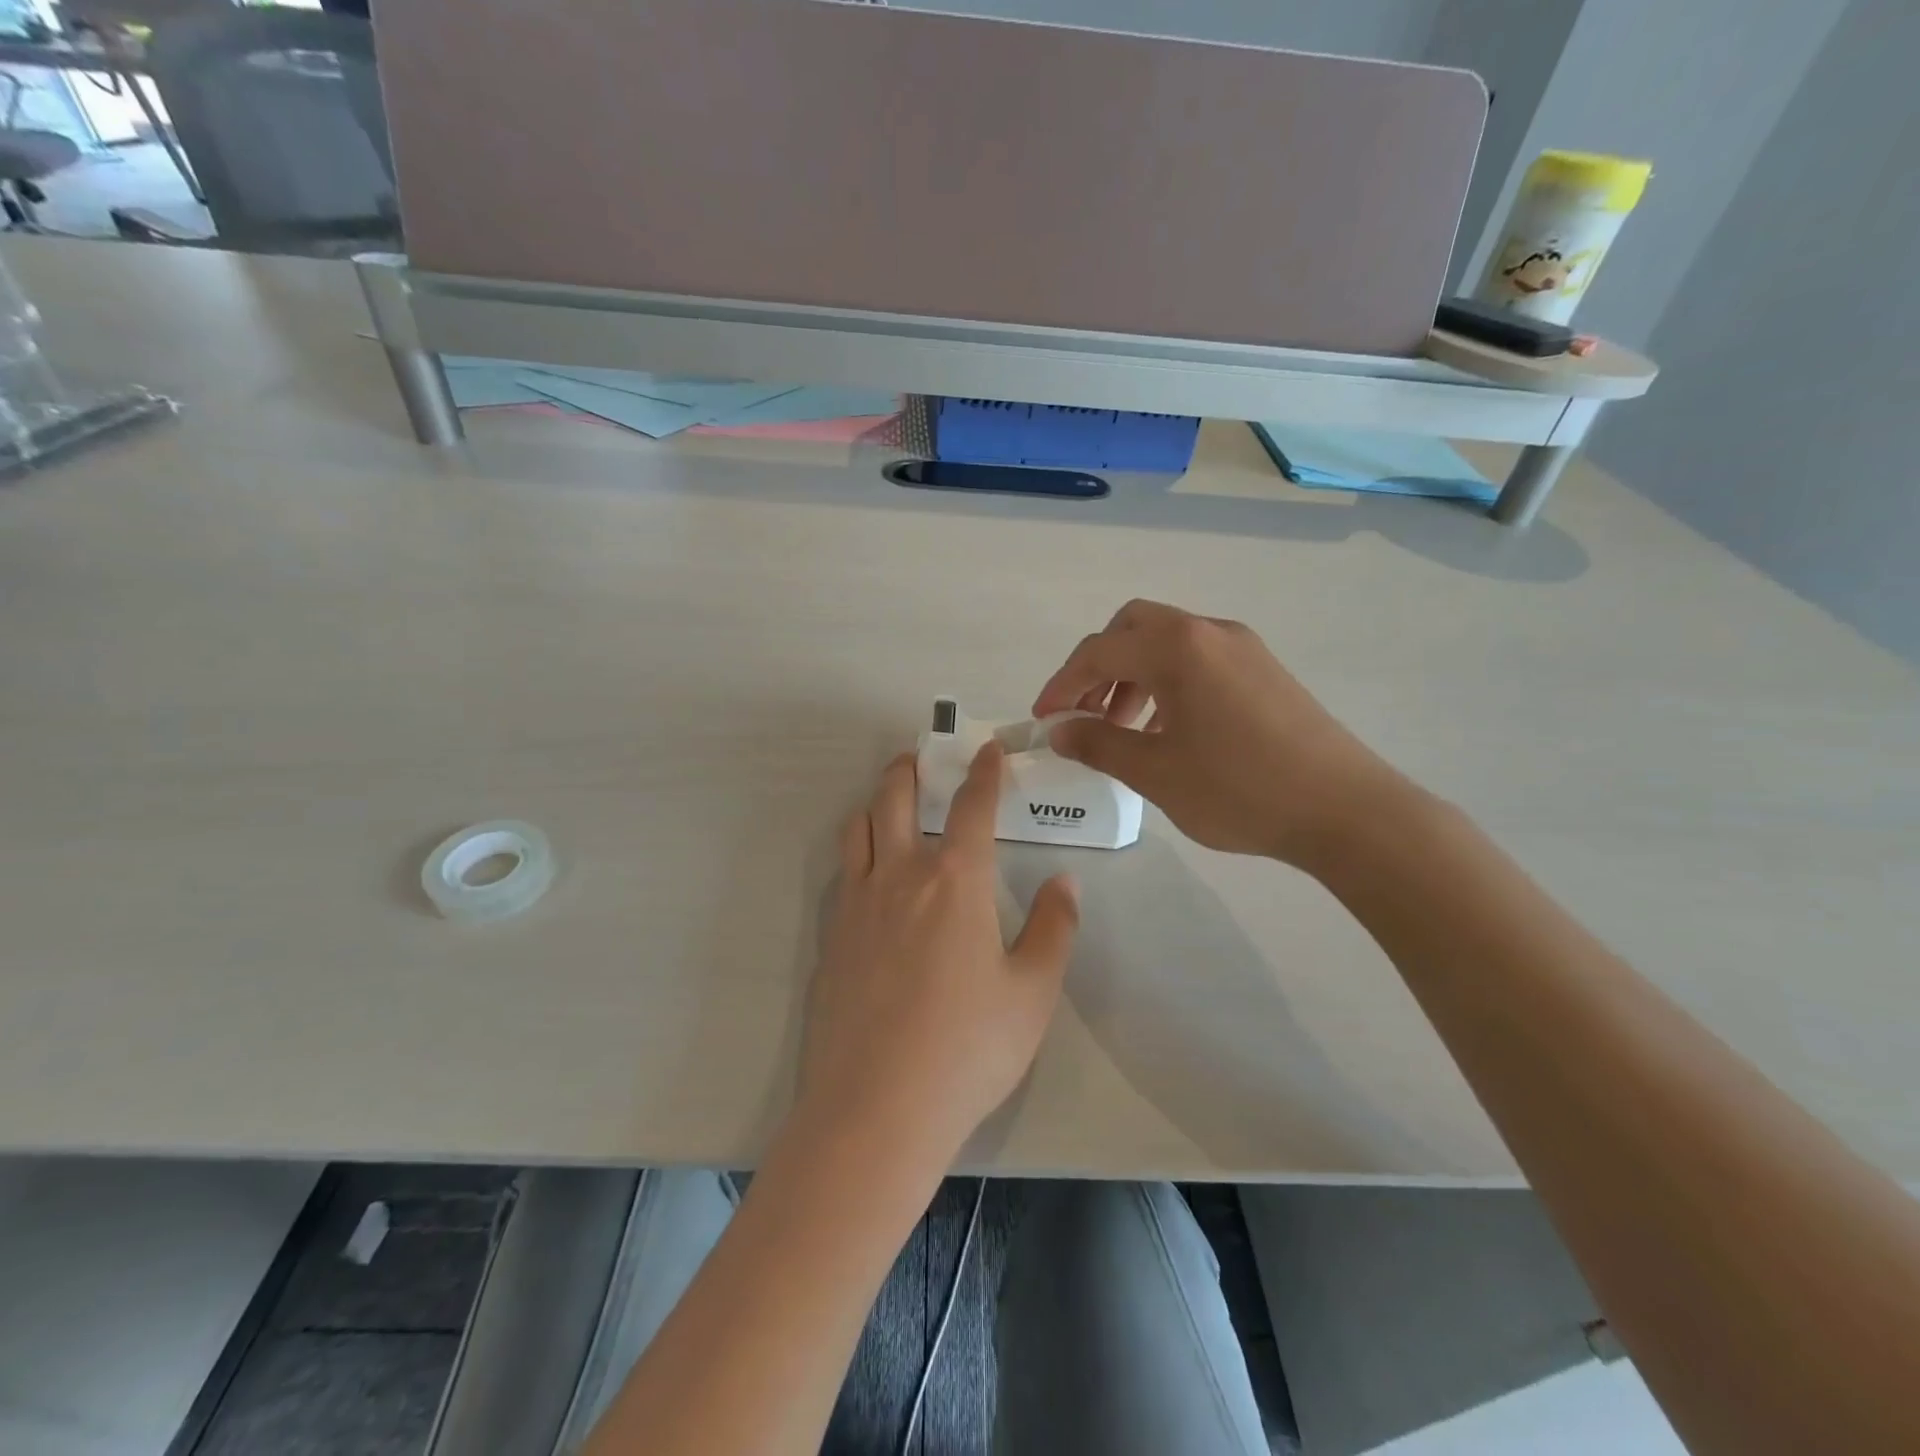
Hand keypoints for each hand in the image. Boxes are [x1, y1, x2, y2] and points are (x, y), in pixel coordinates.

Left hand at [796, 746, 1078, 1169]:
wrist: (876, 1107)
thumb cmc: (968, 1048)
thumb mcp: (1032, 992)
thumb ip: (1053, 928)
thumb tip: (1063, 882)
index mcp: (954, 881)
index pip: (972, 807)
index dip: (984, 772)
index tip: (988, 749)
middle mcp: (900, 875)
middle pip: (895, 797)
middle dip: (909, 769)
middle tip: (920, 758)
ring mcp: (857, 903)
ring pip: (859, 827)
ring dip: (876, 801)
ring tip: (890, 800)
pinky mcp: (830, 936)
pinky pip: (843, 870)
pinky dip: (858, 848)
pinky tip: (870, 870)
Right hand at [1033, 599, 1405, 867]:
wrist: (1347, 811)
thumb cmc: (1241, 789)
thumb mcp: (1156, 772)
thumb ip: (1100, 745)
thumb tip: (1060, 731)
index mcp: (1178, 647)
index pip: (1099, 652)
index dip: (1061, 685)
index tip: (1042, 720)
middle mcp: (1209, 632)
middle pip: (1132, 628)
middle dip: (1097, 667)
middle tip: (1083, 713)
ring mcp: (1243, 648)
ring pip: (1167, 643)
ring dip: (1132, 676)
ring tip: (1121, 729)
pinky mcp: (1264, 671)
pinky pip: (1198, 661)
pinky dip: (1167, 683)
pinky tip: (1166, 731)